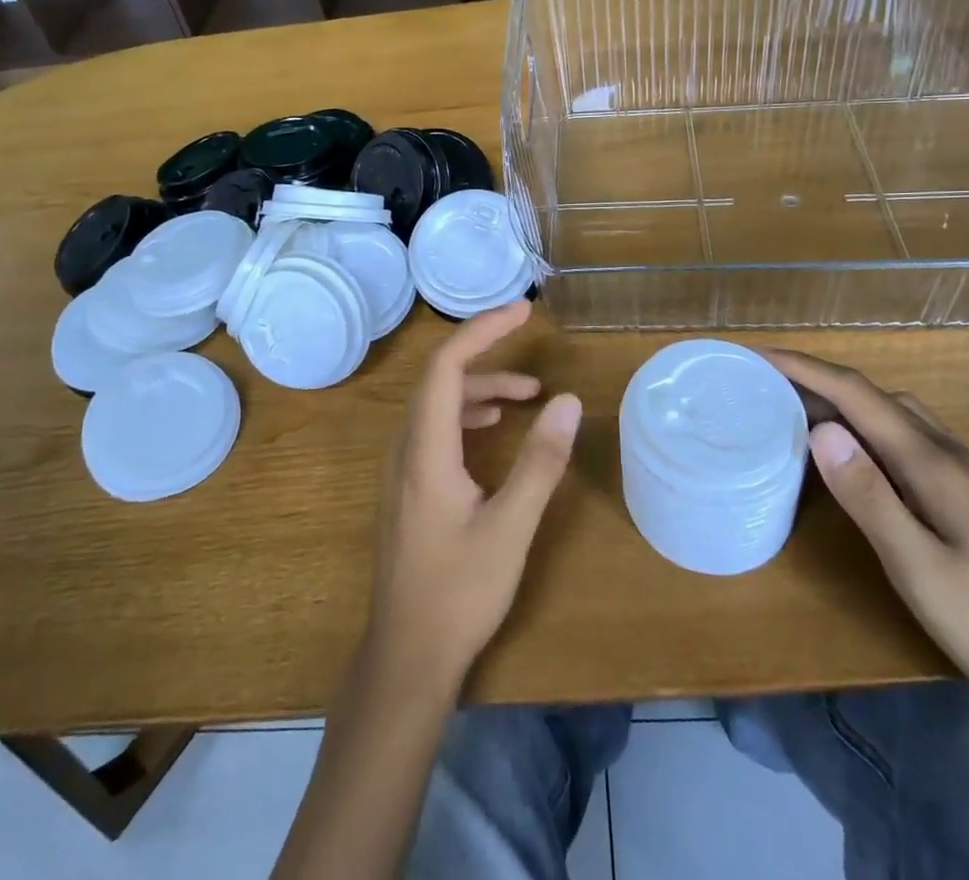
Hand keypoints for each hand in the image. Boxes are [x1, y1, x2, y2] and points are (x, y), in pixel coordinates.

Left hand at [365, 301, 582, 696]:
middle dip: (485, 352)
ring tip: (527, 394)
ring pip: (436, 404)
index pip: (446, 365)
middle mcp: (405, 448)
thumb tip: (568, 401)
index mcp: (425, 450)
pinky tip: (492, 428)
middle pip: (440, 378)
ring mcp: (401, 468)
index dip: (483, 330)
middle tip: (529, 340)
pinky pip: (433, 428)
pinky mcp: (406, 486)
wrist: (405, 656)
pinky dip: (466, 415)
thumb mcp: (511, 528)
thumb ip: (540, 463)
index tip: (523, 312)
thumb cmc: (459, 593)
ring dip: (479, 387)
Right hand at [767, 350, 968, 717]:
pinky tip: (854, 456)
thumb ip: (868, 495)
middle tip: (767, 387)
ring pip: (892, 413)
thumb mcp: (917, 564)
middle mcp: (946, 451)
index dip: (805, 368)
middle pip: (873, 395)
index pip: (856, 394)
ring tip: (800, 415)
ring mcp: (962, 470)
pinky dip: (866, 428)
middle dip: (818, 380)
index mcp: (930, 461)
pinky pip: (904, 437)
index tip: (758, 356)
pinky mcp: (966, 491)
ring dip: (843, 402)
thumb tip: (820, 430)